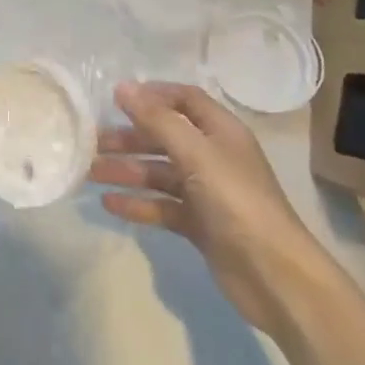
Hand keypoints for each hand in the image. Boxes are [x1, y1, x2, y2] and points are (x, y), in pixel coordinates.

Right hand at [91, 81, 321, 332]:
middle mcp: (213, 156)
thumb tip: (122, 88)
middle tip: (92, 142)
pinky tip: (109, 204)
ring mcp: (206, 192)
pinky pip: (162, 206)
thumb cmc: (236, 201)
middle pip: (166, 136)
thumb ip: (157, 120)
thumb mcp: (196, 153)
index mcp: (221, 131)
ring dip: (127, 170)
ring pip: (160, 173)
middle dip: (130, 137)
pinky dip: (138, 203)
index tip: (116, 99)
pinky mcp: (200, 225)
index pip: (185, 99)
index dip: (153, 95)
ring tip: (90, 173)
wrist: (274, 276)